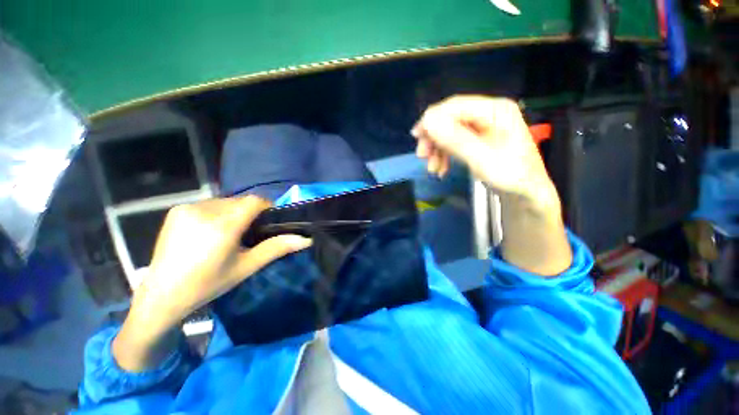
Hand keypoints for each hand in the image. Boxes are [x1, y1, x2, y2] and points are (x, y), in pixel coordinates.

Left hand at [113, 196, 310, 371]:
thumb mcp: (246, 267)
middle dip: (250, 212)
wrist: (162, 294)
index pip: (254, 201)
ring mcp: (187, 208)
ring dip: (234, 212)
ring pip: (225, 202)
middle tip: (250, 233)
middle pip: (240, 201)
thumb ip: (276, 248)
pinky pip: (209, 204)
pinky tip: (211, 231)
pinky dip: (218, 213)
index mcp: (222, 226)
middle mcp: (204, 210)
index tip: (269, 221)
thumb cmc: (208, 284)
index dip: (267, 207)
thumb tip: (306, 239)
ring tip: (230, 233)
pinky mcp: (177, 210)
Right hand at [413, 95, 571, 275]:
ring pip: (450, 132)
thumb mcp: (481, 158)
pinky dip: (445, 155)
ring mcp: (483, 126)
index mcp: (495, 110)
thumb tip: (427, 121)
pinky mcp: (479, 139)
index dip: (433, 119)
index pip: (456, 106)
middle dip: (434, 138)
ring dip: (437, 149)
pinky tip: (441, 169)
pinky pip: (455, 142)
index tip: (416, 136)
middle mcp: (489, 113)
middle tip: (422, 156)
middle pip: (451, 118)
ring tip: (432, 169)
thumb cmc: (509, 175)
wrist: (525, 194)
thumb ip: (455, 139)